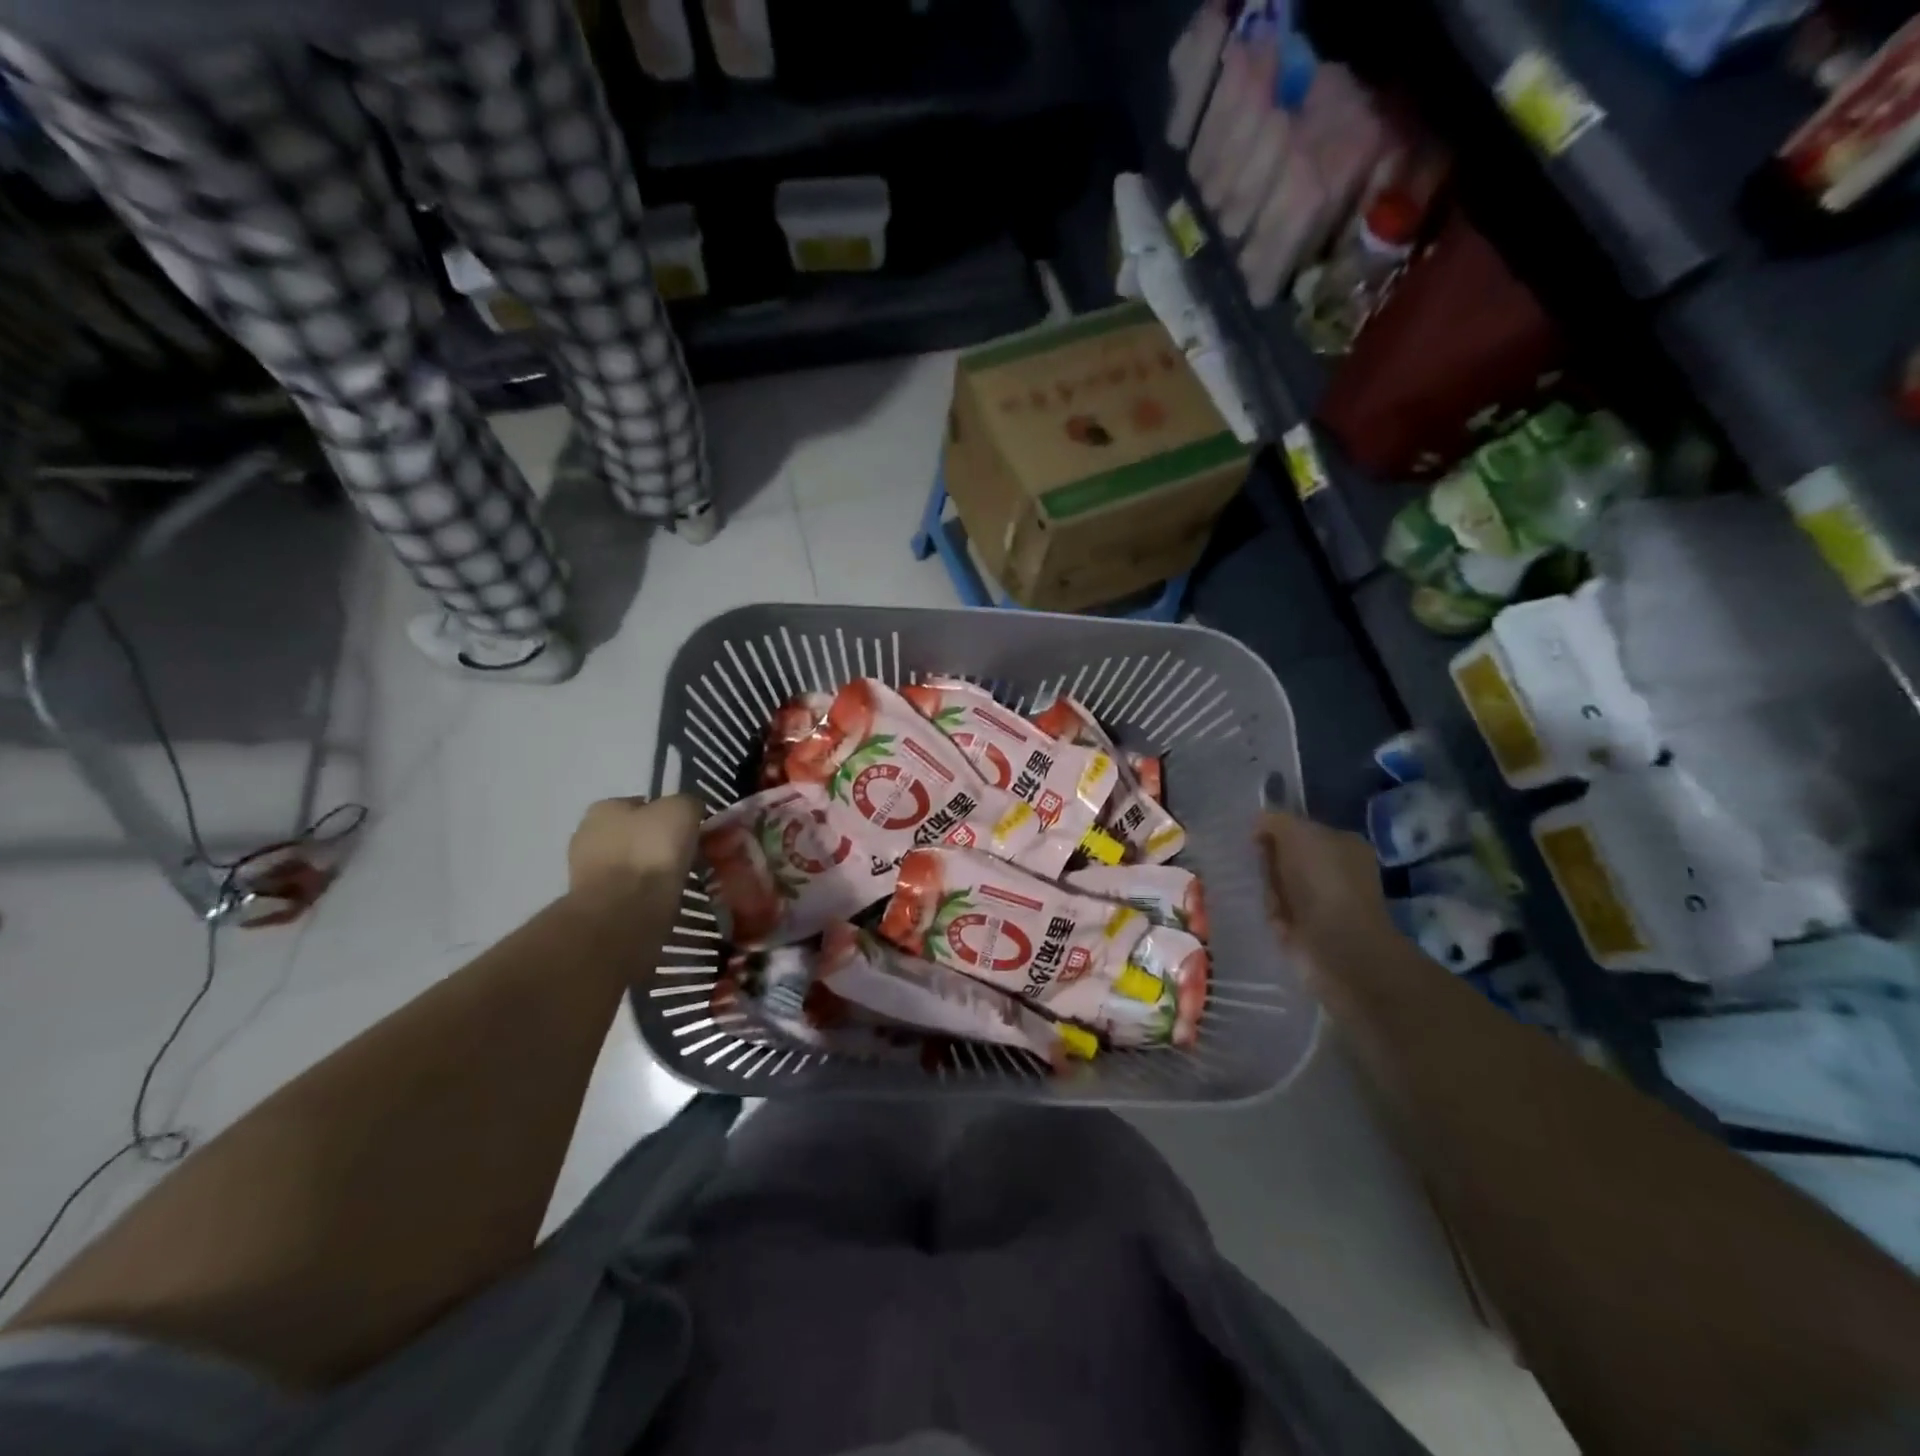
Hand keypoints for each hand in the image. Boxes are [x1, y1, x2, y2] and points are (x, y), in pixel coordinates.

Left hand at [568, 795, 702, 898]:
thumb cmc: (651, 850)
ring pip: (632, 865)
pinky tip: (665, 900)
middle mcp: (588, 836)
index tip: (690, 830)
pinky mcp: (595, 904)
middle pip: (634, 835)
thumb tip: (690, 812)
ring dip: (651, 872)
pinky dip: (646, 895)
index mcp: (604, 808)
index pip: (642, 804)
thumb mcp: (682, 810)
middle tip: (689, 856)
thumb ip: (687, 804)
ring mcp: (587, 873)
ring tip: (681, 882)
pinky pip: (629, 893)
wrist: (625, 910)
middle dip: (658, 844)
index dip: (668, 815)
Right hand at [1255, 810, 1394, 971]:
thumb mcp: (1298, 834)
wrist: (1337, 946)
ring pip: (1279, 884)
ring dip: (1265, 887)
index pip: (1300, 829)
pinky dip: (1268, 911)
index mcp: (1343, 844)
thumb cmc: (1323, 881)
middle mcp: (1337, 871)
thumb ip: (1276, 821)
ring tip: (1256, 891)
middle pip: (1287, 857)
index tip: (1251, 837)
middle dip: (1266, 860)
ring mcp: (1324, 902)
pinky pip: (1277, 911)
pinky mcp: (1308, 929)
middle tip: (1250, 864)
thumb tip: (1258, 820)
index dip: (1274, 831)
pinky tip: (1265, 912)